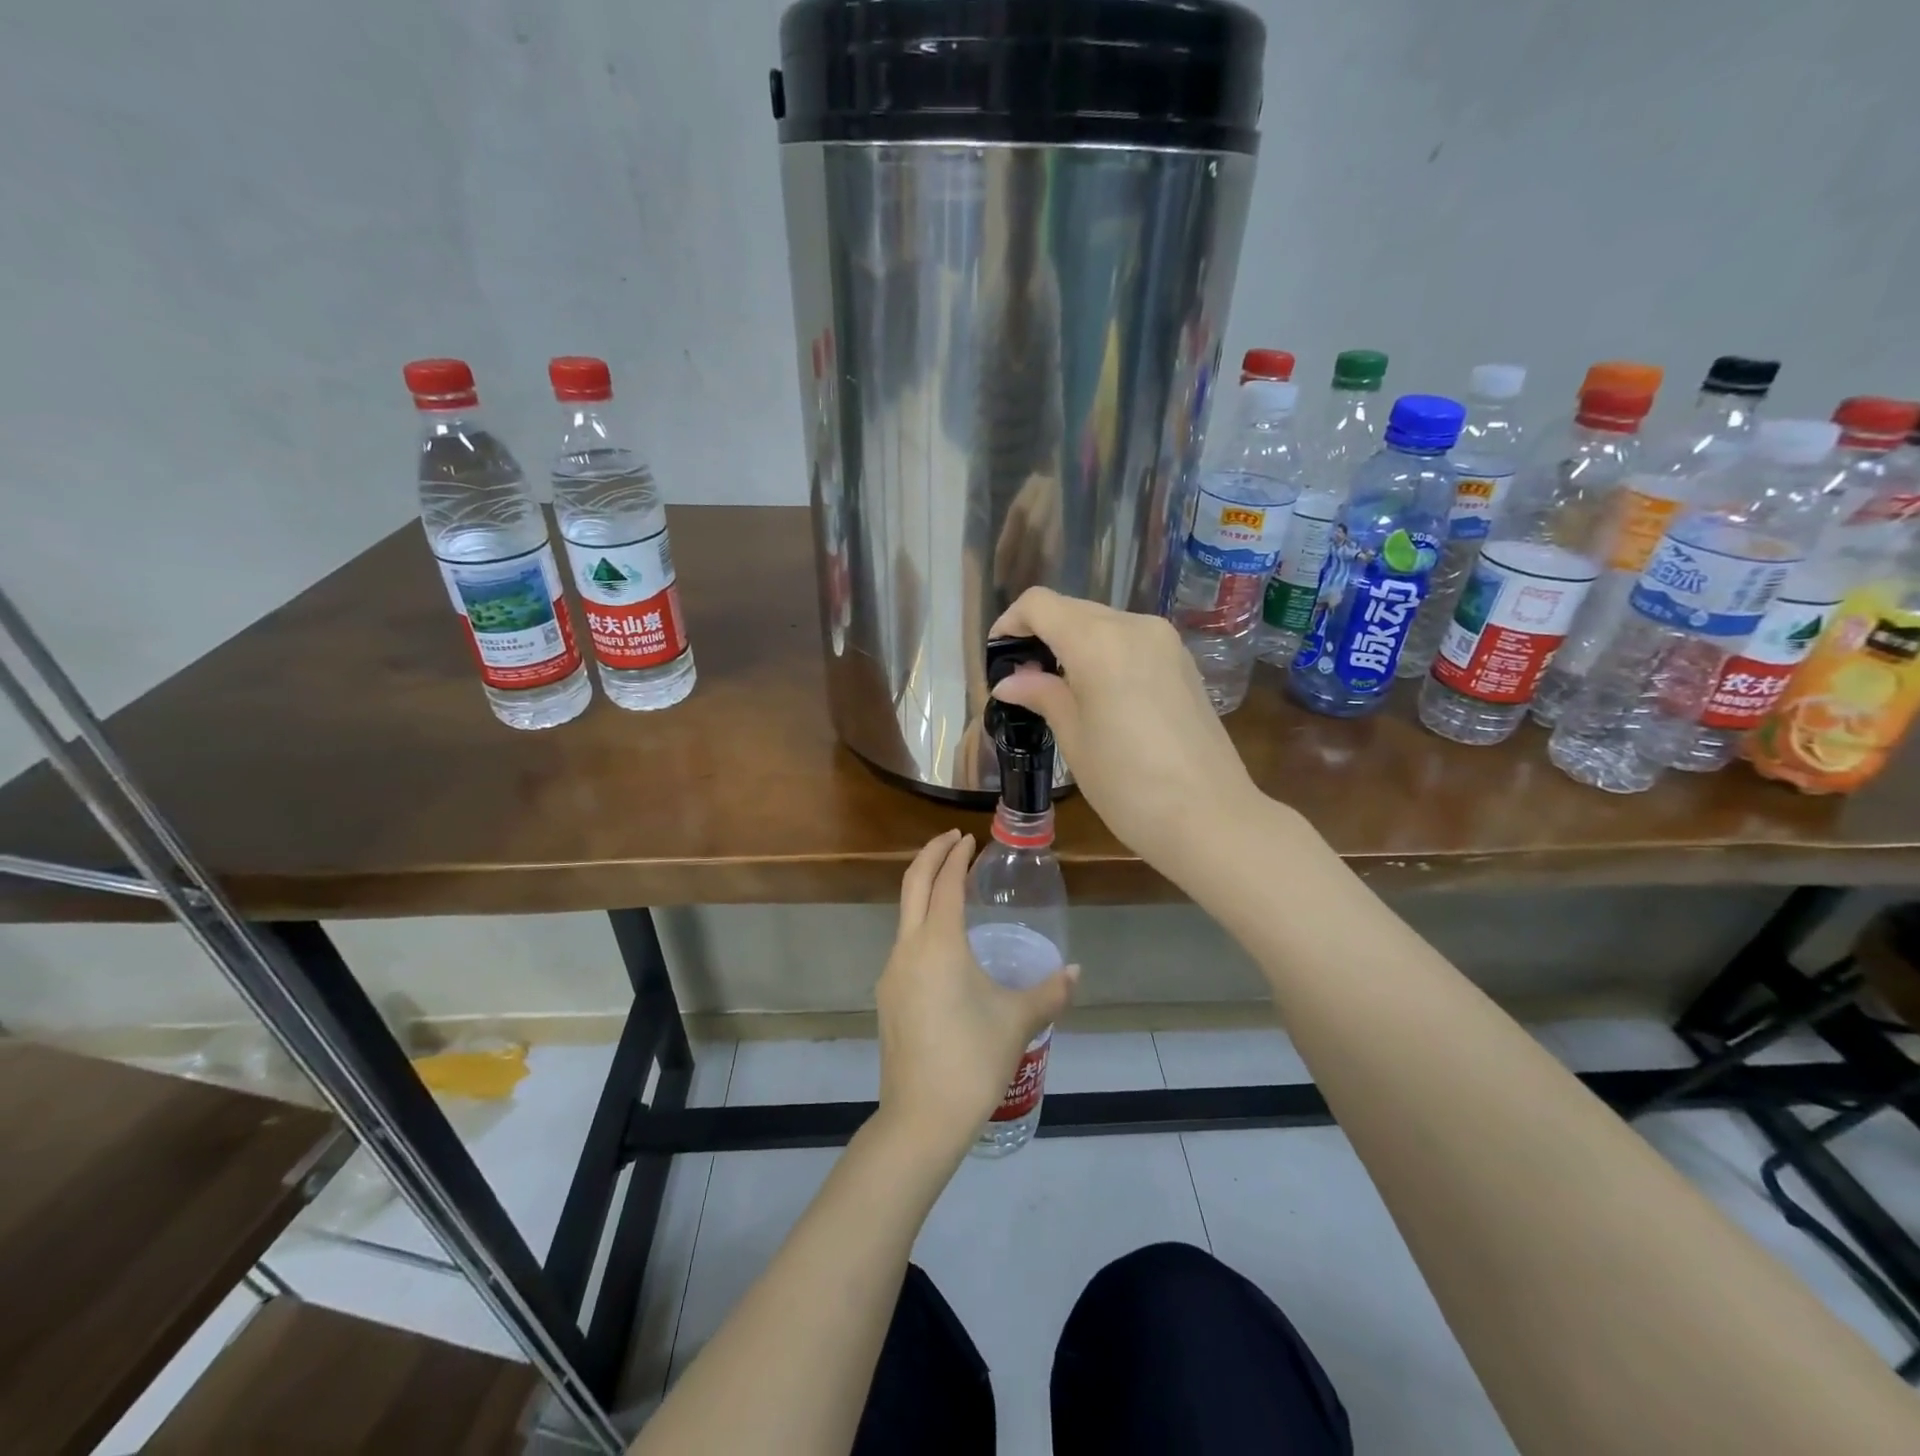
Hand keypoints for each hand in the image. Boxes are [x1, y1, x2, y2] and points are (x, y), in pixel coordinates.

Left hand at [876, 831, 1076, 1152]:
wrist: (921, 1117)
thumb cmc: (973, 1059)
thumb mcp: (1018, 1021)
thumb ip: (1050, 992)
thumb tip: (1075, 972)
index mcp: (938, 943)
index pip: (944, 882)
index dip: (956, 856)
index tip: (968, 839)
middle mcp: (908, 948)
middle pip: (912, 884)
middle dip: (930, 855)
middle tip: (952, 840)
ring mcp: (891, 972)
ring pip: (904, 914)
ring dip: (924, 890)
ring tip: (951, 887)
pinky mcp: (888, 997)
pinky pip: (904, 944)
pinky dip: (921, 923)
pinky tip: (943, 944)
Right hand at [988, 587, 1259, 867]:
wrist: (1212, 819)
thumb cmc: (1128, 784)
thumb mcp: (1074, 739)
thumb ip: (1042, 696)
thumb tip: (1010, 681)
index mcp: (1099, 641)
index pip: (1040, 605)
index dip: (1011, 623)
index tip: (998, 657)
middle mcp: (1134, 626)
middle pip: (1072, 609)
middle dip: (1041, 634)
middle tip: (1023, 679)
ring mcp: (1166, 641)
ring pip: (1103, 623)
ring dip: (1073, 643)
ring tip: (1058, 689)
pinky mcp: (1184, 662)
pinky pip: (1131, 641)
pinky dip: (1104, 653)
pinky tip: (1098, 692)